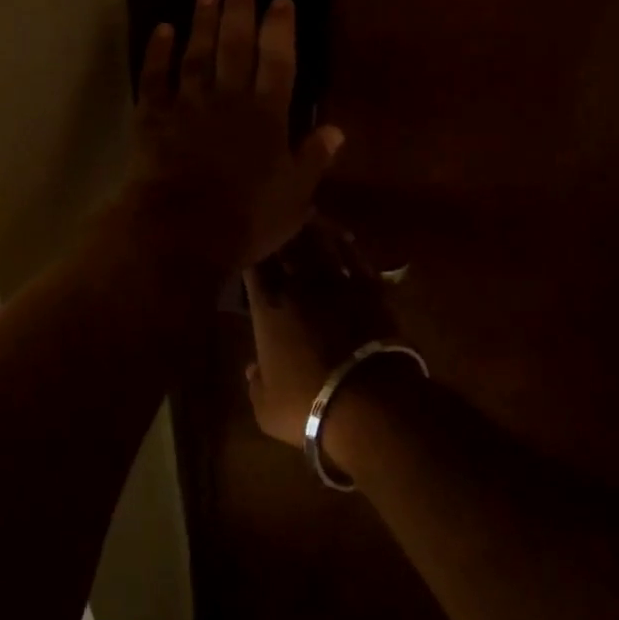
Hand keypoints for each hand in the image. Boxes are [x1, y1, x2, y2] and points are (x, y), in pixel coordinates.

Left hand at [125, 0, 343, 271]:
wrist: (180, 234)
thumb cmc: (245, 219)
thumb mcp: (294, 197)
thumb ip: (313, 160)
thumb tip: (335, 130)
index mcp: (266, 116)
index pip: (278, 61)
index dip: (280, 29)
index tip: (282, 0)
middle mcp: (227, 99)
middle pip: (235, 44)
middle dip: (239, 5)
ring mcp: (187, 104)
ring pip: (197, 53)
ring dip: (202, 20)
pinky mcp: (153, 117)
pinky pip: (155, 77)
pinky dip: (157, 52)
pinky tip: (162, 29)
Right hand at [244, 219, 398, 451]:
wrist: (370, 402)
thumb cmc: (308, 404)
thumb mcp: (266, 406)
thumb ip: (255, 383)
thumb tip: (250, 368)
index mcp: (268, 305)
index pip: (253, 264)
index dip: (250, 249)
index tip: (249, 243)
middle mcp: (299, 284)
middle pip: (286, 244)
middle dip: (279, 230)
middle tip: (276, 216)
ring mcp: (337, 282)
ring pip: (320, 243)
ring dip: (312, 228)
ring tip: (306, 213)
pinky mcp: (370, 289)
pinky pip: (354, 257)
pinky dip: (346, 244)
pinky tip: (343, 237)